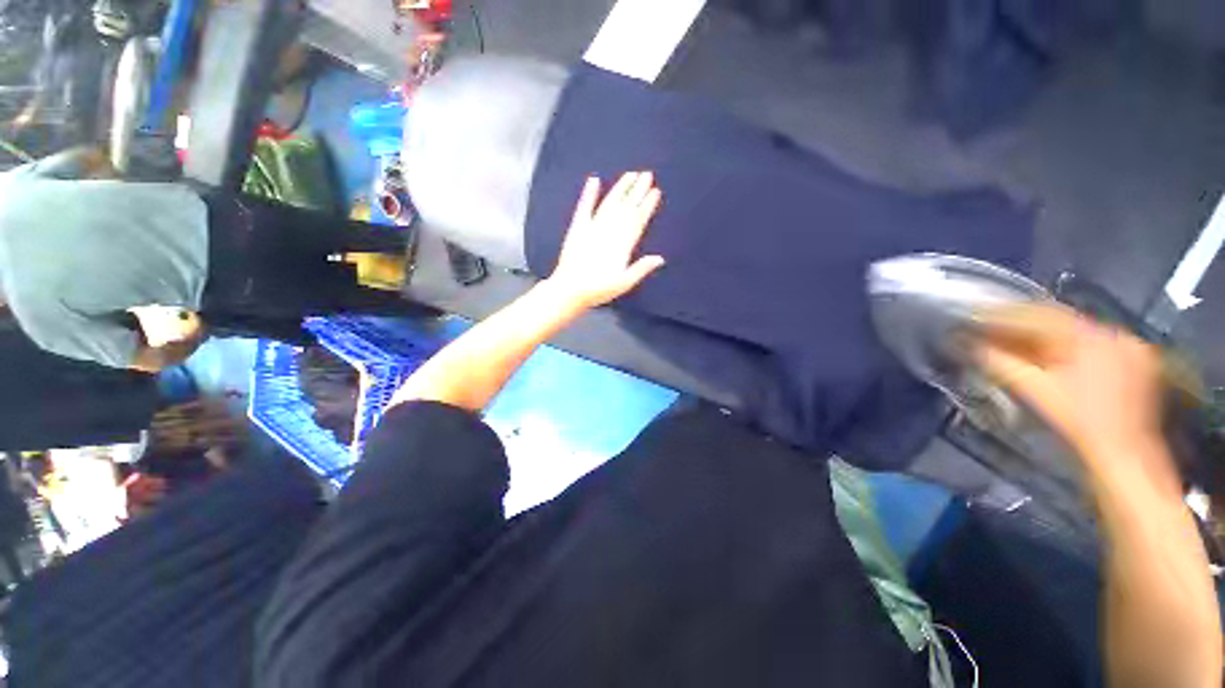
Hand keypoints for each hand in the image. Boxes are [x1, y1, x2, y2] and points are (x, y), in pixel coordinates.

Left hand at [546, 172, 665, 309]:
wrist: (570, 289)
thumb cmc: (598, 289)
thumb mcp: (624, 283)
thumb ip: (641, 268)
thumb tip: (660, 258)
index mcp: (622, 245)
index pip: (638, 220)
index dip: (647, 205)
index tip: (655, 191)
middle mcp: (609, 232)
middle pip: (626, 207)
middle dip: (637, 190)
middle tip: (647, 174)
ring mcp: (592, 227)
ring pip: (609, 203)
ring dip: (620, 188)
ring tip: (630, 175)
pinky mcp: (577, 228)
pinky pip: (584, 207)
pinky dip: (589, 194)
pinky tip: (594, 180)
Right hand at [974, 304, 1166, 463]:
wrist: (1124, 456)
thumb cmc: (1079, 424)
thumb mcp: (1036, 391)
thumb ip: (1001, 363)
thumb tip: (970, 345)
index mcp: (1092, 336)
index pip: (1039, 315)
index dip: (1003, 316)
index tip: (974, 317)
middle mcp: (1114, 332)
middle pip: (1059, 320)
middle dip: (1021, 324)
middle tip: (988, 327)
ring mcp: (1128, 346)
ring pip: (1074, 331)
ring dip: (1041, 335)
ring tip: (1010, 339)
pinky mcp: (1134, 360)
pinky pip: (1092, 343)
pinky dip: (1065, 346)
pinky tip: (1046, 353)